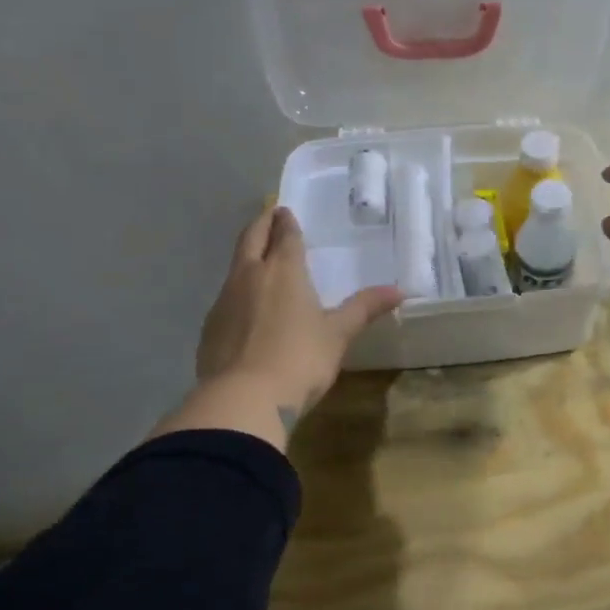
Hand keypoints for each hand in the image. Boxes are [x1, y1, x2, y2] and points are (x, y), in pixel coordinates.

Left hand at [159, 205, 400, 447]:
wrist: (243, 399)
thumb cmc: (300, 359)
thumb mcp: (338, 334)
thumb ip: (365, 308)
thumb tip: (400, 290)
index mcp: (283, 271)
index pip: (285, 236)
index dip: (286, 222)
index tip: (285, 211)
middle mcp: (249, 276)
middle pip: (251, 239)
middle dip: (261, 224)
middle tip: (269, 215)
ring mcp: (224, 301)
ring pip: (235, 267)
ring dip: (247, 257)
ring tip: (258, 259)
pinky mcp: (209, 328)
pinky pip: (225, 298)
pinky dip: (237, 292)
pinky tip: (245, 307)